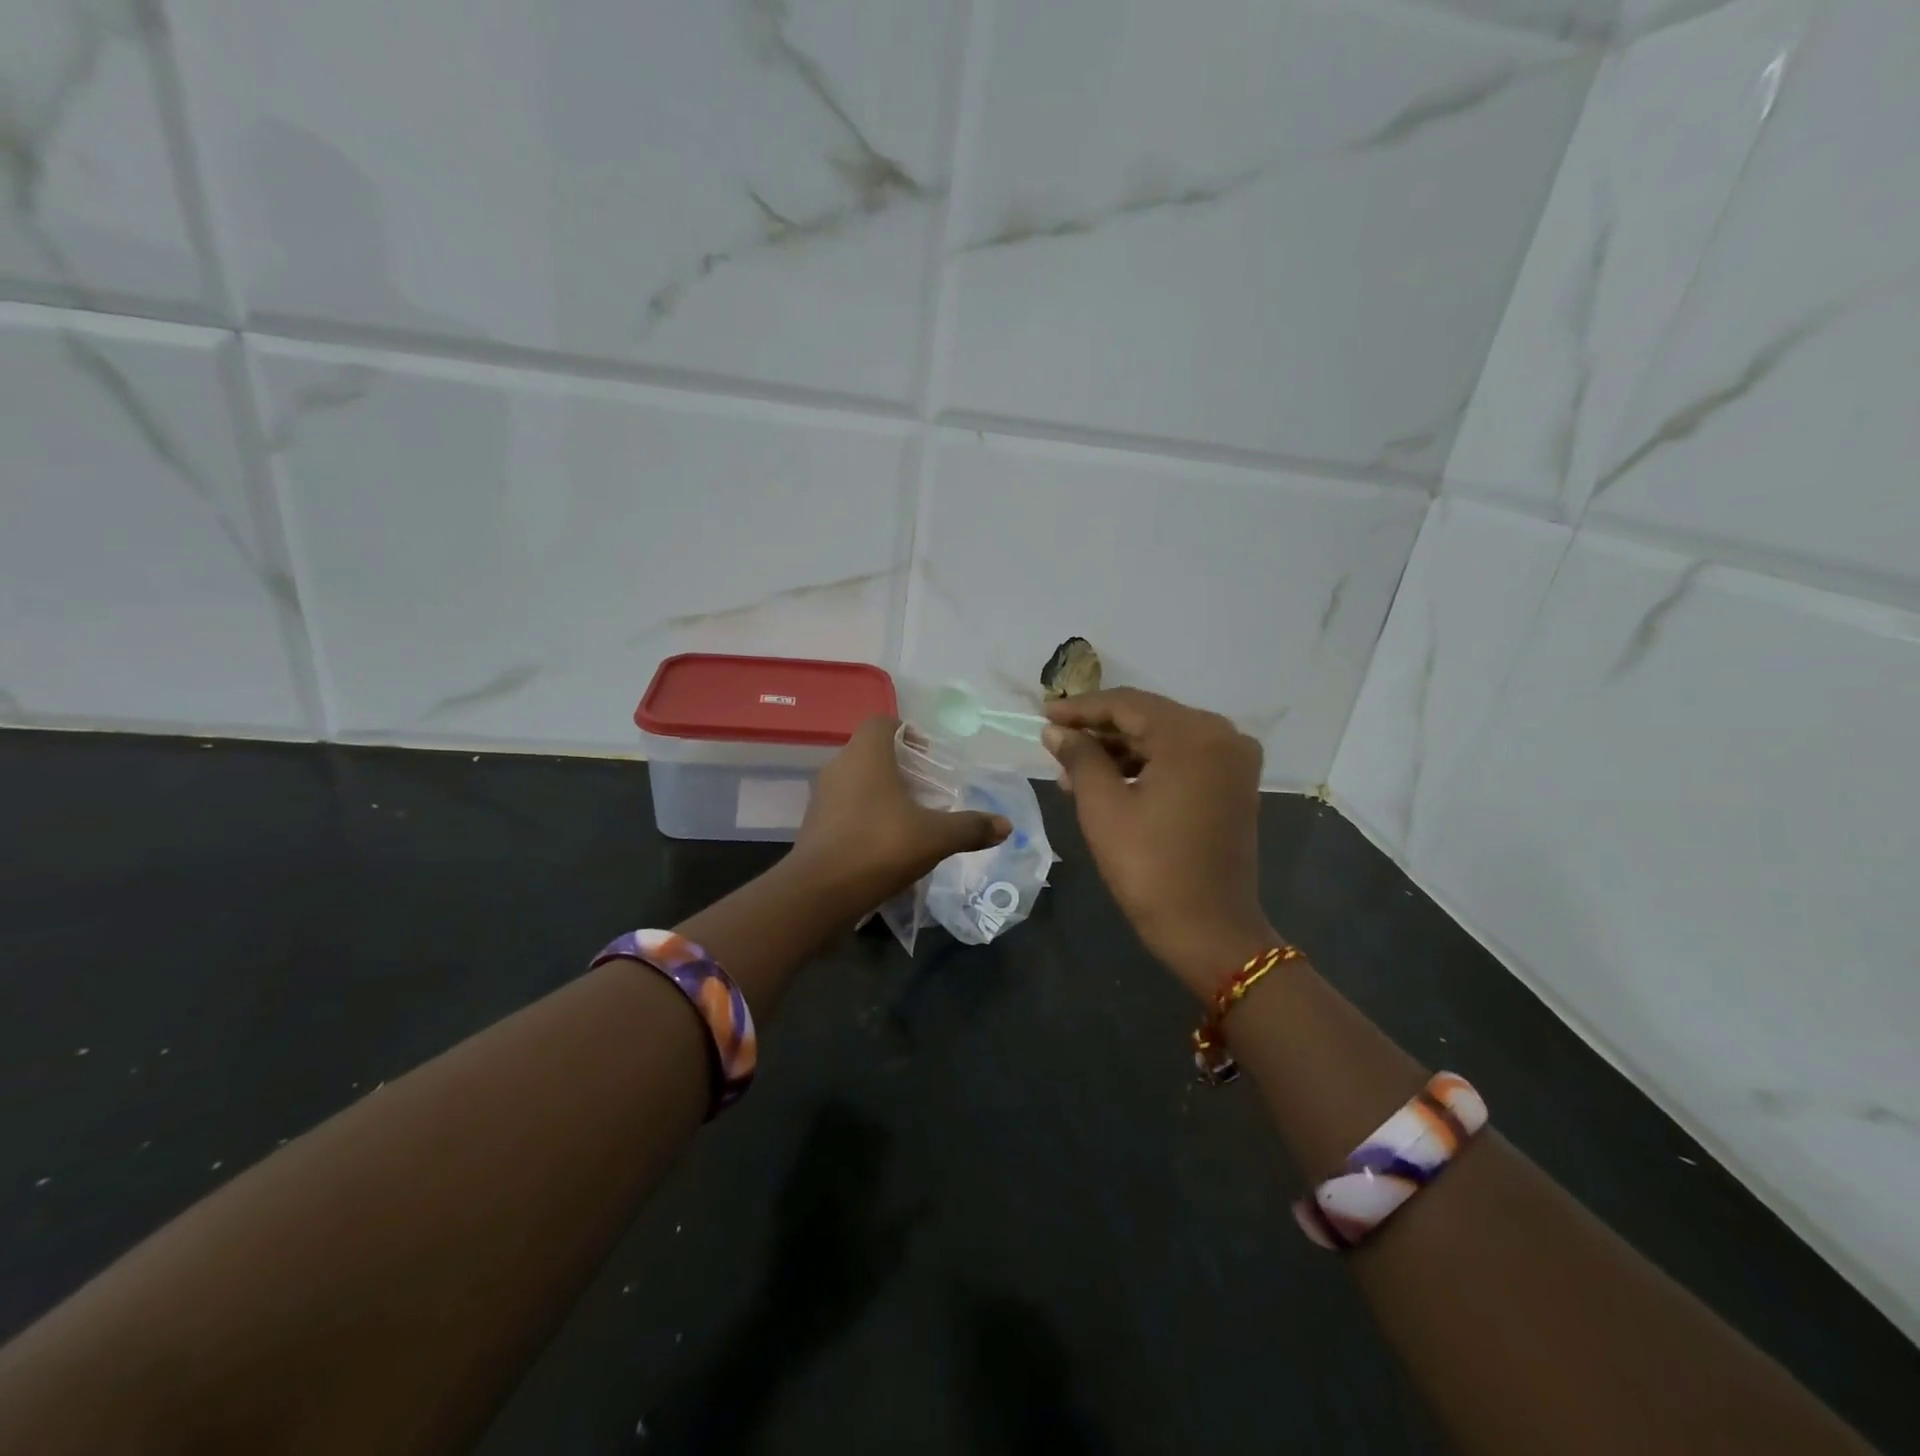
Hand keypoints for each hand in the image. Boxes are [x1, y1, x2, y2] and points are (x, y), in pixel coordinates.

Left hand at [792, 717, 1010, 911]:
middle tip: (926, 786)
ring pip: (856, 779)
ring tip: (909, 814)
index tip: (928, 753)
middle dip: (899, 764)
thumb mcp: (935, 837)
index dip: (906, 731)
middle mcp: (839, 766)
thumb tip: (1006, 825)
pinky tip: (885, 839)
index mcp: (866, 755)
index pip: (882, 722)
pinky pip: (845, 806)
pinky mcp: (814, 824)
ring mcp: (822, 796)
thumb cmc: (879, 847)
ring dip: (881, 790)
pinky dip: (865, 813)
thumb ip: (971, 827)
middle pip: (870, 751)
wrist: (820, 893)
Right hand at [1043, 689, 1275, 997]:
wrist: (1209, 930)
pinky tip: (1110, 779)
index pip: (1127, 704)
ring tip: (1073, 768)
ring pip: (1164, 738)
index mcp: (1193, 735)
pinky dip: (1146, 765)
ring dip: (1120, 749)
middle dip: (1099, 730)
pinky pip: (1182, 758)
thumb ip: (1079, 757)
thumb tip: (1056, 731)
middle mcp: (1222, 735)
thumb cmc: (1150, 868)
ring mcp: (1233, 759)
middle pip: (1148, 717)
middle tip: (1055, 742)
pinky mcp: (1234, 783)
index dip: (1081, 708)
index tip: (1044, 714)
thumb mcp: (1103, 807)